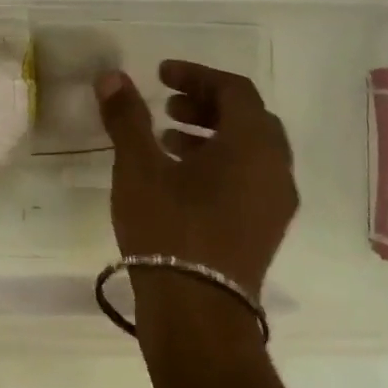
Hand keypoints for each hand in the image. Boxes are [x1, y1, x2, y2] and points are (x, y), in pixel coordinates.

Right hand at [95, 62, 297, 298]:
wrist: (198, 312)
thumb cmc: (169, 228)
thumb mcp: (138, 167)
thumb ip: (126, 117)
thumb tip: (112, 76)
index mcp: (252, 145)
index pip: (235, 90)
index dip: (197, 75)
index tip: (161, 75)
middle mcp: (275, 169)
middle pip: (248, 118)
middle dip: (206, 104)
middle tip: (166, 105)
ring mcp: (275, 203)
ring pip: (250, 150)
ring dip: (211, 134)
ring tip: (166, 138)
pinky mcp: (264, 229)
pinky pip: (249, 178)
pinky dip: (219, 163)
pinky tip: (179, 178)